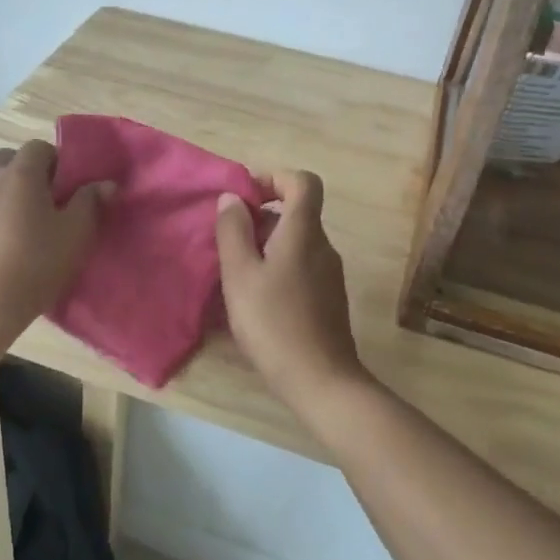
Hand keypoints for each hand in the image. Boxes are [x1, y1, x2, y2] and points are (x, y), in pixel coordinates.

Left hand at [0, 141, 108, 353]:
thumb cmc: (36, 267)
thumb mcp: (76, 236)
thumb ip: (91, 203)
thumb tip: (105, 183)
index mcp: (22, 174)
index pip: (39, 147)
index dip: (53, 162)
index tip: (63, 187)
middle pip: (3, 156)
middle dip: (20, 168)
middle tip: (35, 199)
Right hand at [214, 170, 367, 413]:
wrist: (321, 380)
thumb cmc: (274, 322)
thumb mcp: (240, 275)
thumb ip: (233, 231)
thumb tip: (232, 198)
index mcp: (303, 232)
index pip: (303, 181)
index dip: (274, 178)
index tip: (245, 197)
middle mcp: (323, 246)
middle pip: (297, 212)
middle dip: (261, 217)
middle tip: (229, 240)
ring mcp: (330, 274)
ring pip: (297, 241)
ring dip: (267, 245)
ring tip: (237, 272)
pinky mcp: (329, 298)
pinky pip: (302, 265)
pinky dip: (279, 267)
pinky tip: (257, 297)